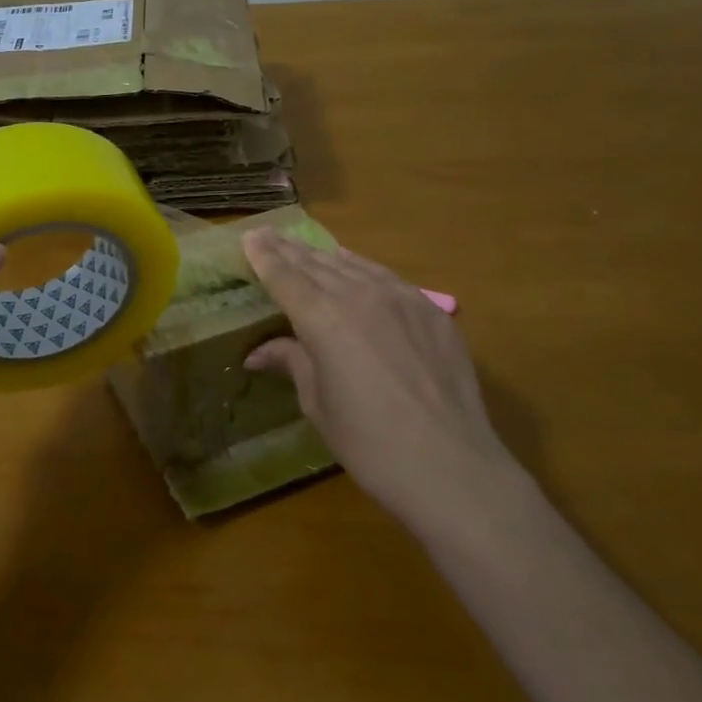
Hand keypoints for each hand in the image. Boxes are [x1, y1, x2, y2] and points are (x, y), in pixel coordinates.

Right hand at [242, 230, 524, 537]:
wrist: (452, 467)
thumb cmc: (370, 444)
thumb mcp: (319, 405)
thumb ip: (292, 363)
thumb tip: (258, 353)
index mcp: (324, 320)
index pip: (286, 278)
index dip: (265, 257)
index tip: (250, 237)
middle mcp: (361, 296)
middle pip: (316, 265)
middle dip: (288, 249)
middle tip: (268, 235)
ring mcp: (402, 298)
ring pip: (353, 265)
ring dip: (323, 255)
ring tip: (304, 247)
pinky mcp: (432, 311)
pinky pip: (387, 277)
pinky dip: (362, 267)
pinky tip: (354, 266)